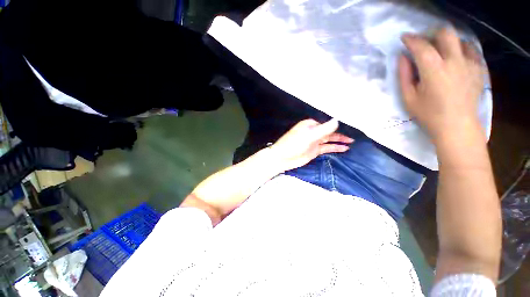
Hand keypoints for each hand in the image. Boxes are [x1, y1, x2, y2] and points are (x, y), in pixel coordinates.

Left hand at [270, 119, 353, 171]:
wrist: (282, 158)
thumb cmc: (293, 144)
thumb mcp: (309, 136)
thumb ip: (323, 129)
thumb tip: (337, 120)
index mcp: (311, 125)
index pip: (327, 123)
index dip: (339, 124)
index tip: (352, 123)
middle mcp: (314, 131)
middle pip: (330, 131)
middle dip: (341, 133)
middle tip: (355, 134)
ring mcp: (314, 141)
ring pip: (329, 139)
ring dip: (340, 140)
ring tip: (352, 142)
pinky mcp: (314, 150)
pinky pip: (327, 147)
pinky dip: (335, 148)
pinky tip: (344, 148)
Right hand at [399, 28, 485, 143]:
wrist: (457, 127)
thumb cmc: (428, 114)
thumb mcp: (408, 97)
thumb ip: (404, 75)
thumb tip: (402, 57)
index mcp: (434, 70)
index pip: (421, 46)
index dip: (411, 39)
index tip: (404, 38)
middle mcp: (454, 61)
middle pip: (445, 34)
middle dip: (431, 34)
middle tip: (424, 42)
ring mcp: (470, 64)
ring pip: (460, 39)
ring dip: (447, 42)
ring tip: (440, 52)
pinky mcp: (479, 69)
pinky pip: (472, 50)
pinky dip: (461, 50)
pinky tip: (456, 59)